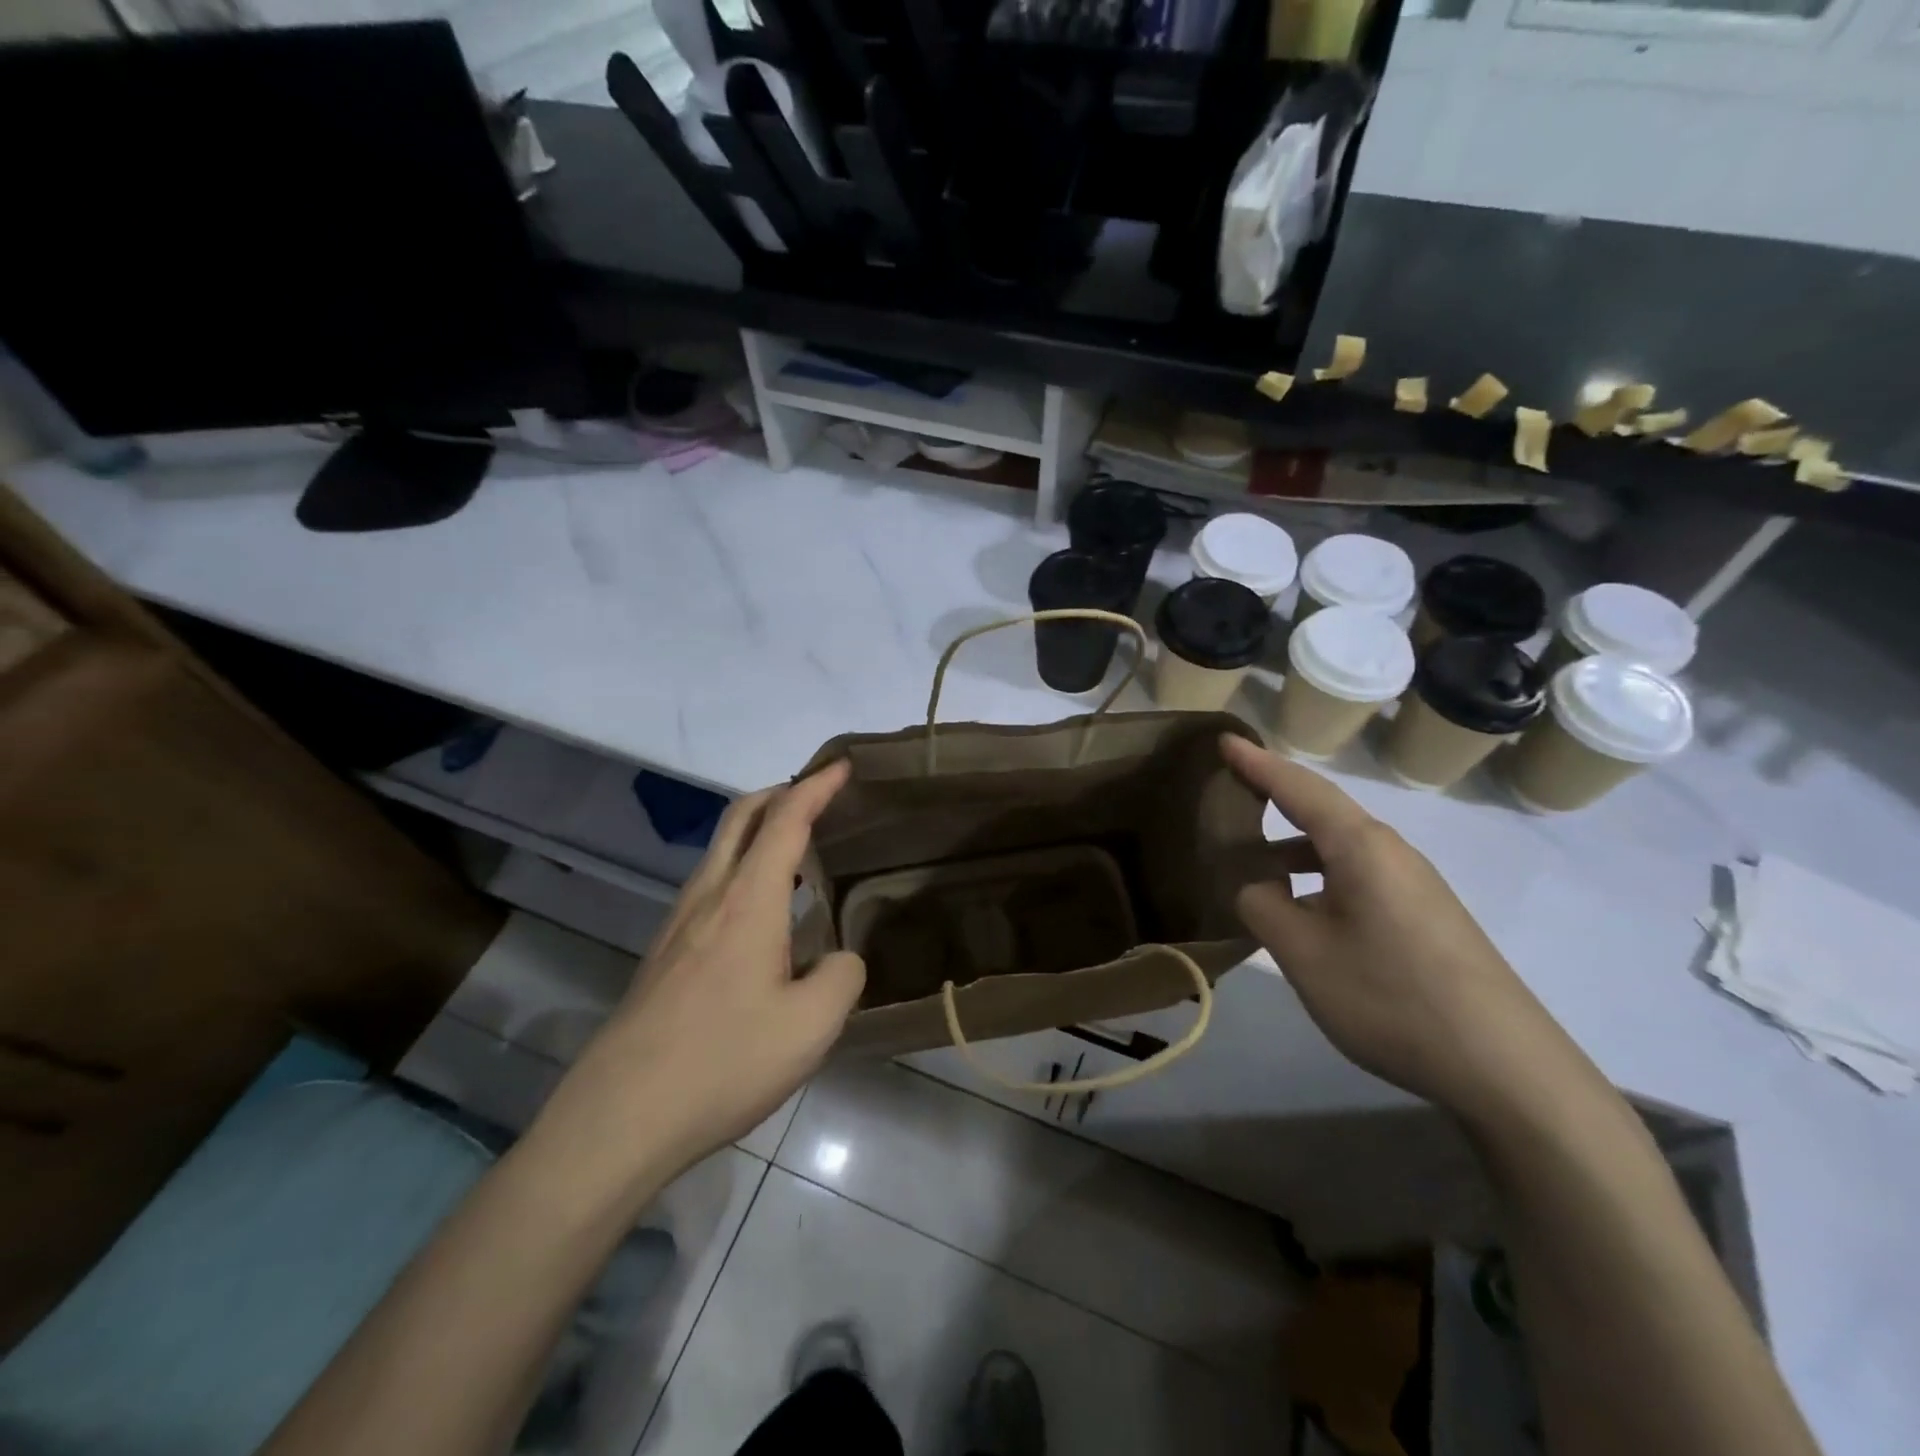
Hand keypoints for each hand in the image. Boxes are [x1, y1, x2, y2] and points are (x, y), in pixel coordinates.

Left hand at [534, 762, 864, 1191]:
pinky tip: (763, 913)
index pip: (785, 819)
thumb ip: (842, 977)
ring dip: (759, 832)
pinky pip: (711, 885)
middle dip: (781, 793)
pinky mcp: (664, 953)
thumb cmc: (723, 1062)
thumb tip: (838, 959)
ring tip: (798, 853)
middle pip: (741, 818)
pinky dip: (743, 869)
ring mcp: (678, 924)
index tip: (842, 766)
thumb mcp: (812, 1026)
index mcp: (748, 900)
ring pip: (721, 851)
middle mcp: (709, 897)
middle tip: (818, 796)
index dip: (816, 787)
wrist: (619, 1117)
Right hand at [1221, 735, 1597, 1121]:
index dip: (1257, 764)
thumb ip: (1262, 907)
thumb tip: (1257, 887)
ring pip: (1340, 849)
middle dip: (1275, 800)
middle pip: (1323, 812)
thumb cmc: (1391, 996)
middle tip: (1230, 796)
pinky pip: (1359, 877)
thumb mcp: (1303, 953)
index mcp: (1360, 846)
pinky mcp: (1425, 917)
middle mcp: (1391, 853)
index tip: (1224, 740)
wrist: (1506, 1068)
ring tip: (1254, 866)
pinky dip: (1320, 877)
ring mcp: (1414, 885)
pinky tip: (1304, 913)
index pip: (1299, 788)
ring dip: (1295, 848)